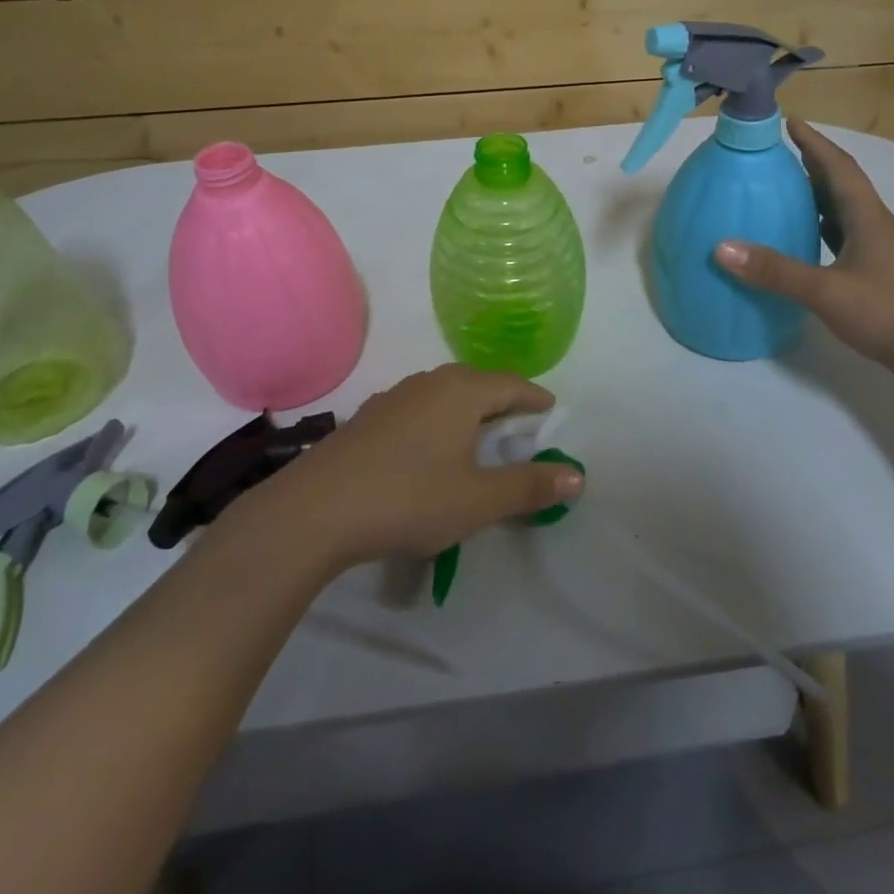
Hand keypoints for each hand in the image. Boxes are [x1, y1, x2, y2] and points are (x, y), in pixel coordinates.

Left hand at [253, 365, 582, 567]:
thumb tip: (578, 476)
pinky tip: (429, 449)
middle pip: (478, 384)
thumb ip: (529, 487)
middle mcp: (430, 383)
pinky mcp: (368, 418)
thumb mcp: (479, 500)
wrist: (315, 511)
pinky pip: (418, 410)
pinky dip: (438, 422)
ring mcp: (394, 398)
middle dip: (502, 401)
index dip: (535, 398)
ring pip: (445, 394)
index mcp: (462, 391)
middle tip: (520, 425)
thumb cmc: (409, 498)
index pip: (512, 385)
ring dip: (468, 411)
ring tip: (478, 435)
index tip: (550, 411)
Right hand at [714, 120, 893, 394]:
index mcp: (869, 219)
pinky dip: (826, 238)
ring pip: (847, 218)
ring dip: (819, 203)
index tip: (790, 121)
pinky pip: (848, 246)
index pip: (839, 168)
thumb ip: (776, 271)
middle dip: (813, 168)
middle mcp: (879, 230)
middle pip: (844, 188)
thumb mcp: (828, 291)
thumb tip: (721, 247)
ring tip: (787, 198)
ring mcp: (886, 257)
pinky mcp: (886, 282)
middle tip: (779, 157)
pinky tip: (810, 251)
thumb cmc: (893, 314)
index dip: (814, 143)